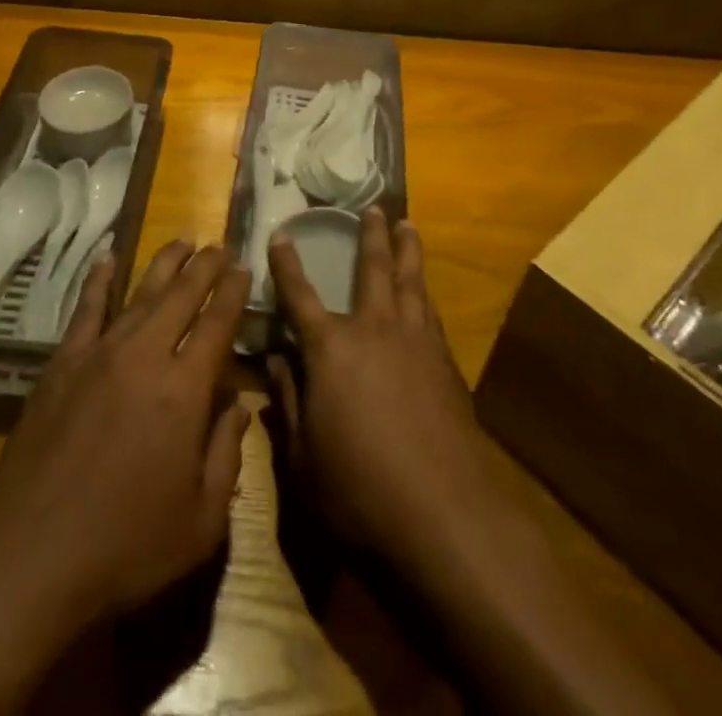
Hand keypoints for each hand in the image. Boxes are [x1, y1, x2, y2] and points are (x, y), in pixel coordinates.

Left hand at [0, 242, 250, 715]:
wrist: (30, 559)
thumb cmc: (125, 549)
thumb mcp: (201, 522)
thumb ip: (227, 456)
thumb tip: (240, 406)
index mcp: (185, 391)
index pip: (217, 324)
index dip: (233, 293)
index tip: (243, 268)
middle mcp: (145, 357)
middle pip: (182, 297)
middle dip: (205, 267)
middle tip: (219, 246)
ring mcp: (99, 355)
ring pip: (140, 294)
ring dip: (165, 264)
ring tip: (183, 241)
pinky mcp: (62, 364)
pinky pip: (85, 310)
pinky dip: (99, 280)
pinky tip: (107, 257)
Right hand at [268, 213, 684, 715]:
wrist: (445, 514)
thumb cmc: (359, 490)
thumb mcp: (303, 456)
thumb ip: (287, 401)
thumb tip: (275, 358)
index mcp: (331, 349)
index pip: (300, 296)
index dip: (287, 265)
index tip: (281, 234)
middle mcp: (374, 330)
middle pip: (373, 269)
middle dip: (370, 236)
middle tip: (374, 207)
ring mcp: (416, 342)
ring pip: (411, 281)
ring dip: (407, 250)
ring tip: (408, 225)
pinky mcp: (446, 362)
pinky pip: (431, 311)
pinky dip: (425, 292)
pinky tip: (425, 293)